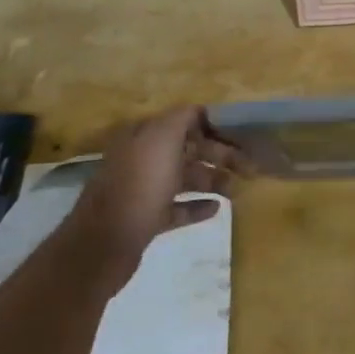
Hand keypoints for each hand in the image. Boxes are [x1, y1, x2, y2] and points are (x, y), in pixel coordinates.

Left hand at [67, 107, 245, 288]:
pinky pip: (177, 208)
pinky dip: (197, 206)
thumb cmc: (139, 185)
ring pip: (185, 178)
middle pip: (188, 150)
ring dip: (213, 180)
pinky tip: (217, 209)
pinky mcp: (145, 219)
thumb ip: (182, 118)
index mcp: (144, 136)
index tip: (241, 136)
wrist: (105, 244)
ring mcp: (142, 190)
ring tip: (238, 190)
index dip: (214, 127)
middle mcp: (142, 159)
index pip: (185, 122)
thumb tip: (199, 109)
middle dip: (219, 155)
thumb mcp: (162, 138)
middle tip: (249, 167)